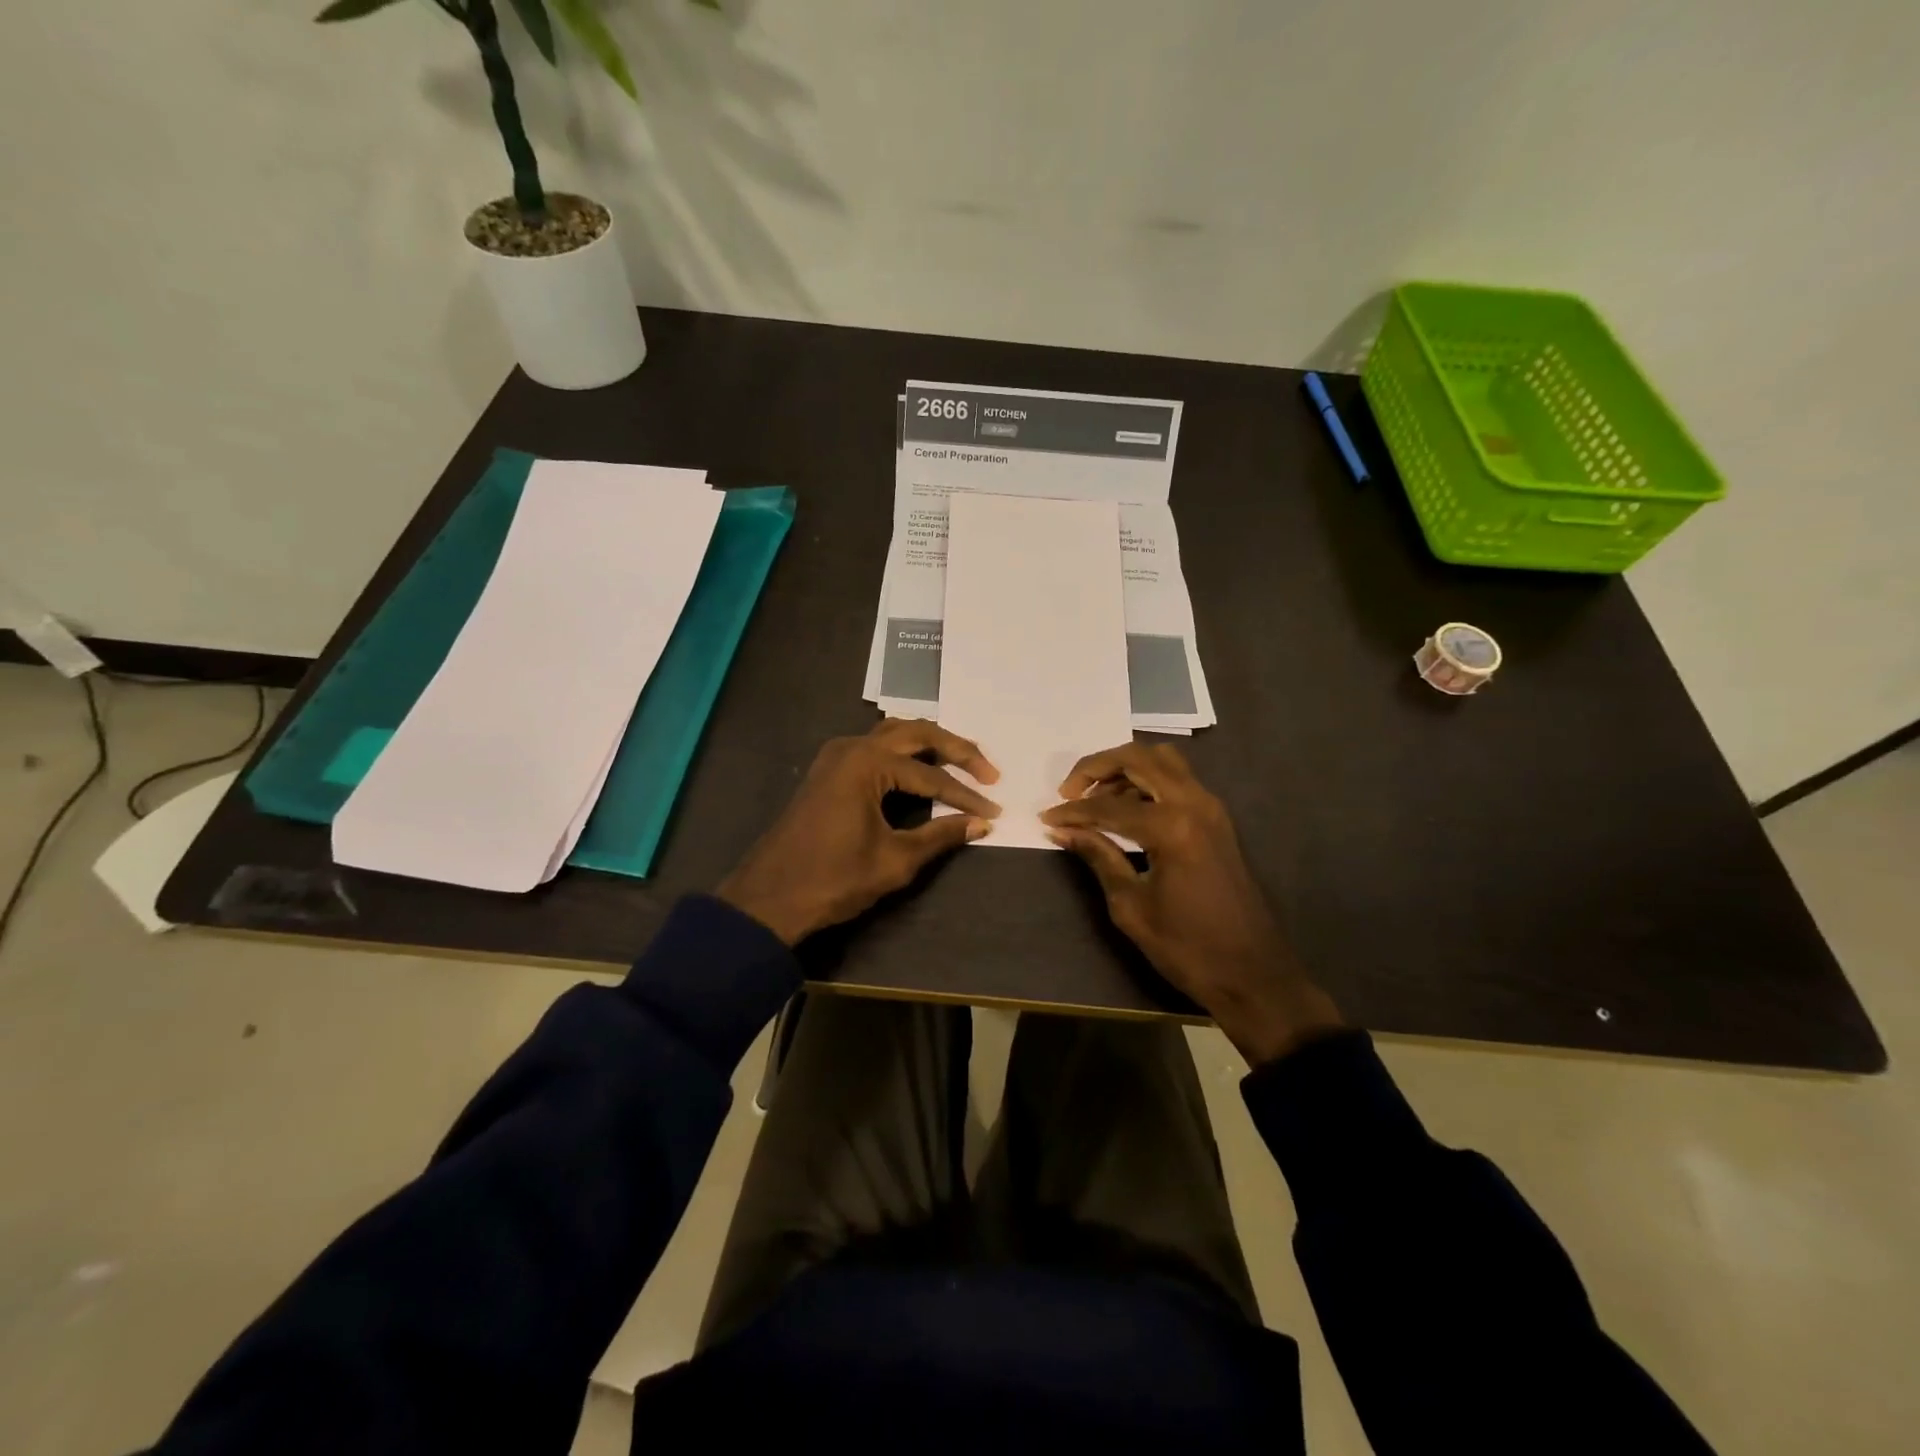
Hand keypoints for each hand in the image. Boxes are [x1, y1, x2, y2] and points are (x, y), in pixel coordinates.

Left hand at [717, 719, 1000, 944]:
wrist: (769, 898)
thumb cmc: (833, 879)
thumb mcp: (895, 861)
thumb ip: (940, 836)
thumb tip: (980, 824)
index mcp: (867, 763)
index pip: (931, 775)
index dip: (966, 796)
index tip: (993, 811)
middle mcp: (852, 747)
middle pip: (916, 734)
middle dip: (956, 750)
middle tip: (989, 770)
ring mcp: (836, 755)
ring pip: (894, 734)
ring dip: (930, 745)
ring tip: (962, 762)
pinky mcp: (829, 770)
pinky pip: (875, 747)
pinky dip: (904, 752)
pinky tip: (921, 767)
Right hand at [1041, 742, 1341, 1066]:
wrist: (1253, 974)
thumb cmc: (1187, 947)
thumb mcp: (1131, 905)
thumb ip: (1098, 856)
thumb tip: (1061, 830)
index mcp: (1172, 827)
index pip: (1108, 805)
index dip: (1072, 811)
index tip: (1046, 818)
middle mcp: (1195, 804)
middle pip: (1138, 758)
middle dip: (1097, 766)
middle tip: (1069, 791)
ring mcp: (1211, 808)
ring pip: (1162, 760)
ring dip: (1124, 768)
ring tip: (1095, 799)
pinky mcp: (1217, 819)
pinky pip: (1177, 780)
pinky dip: (1146, 781)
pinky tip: (1125, 809)